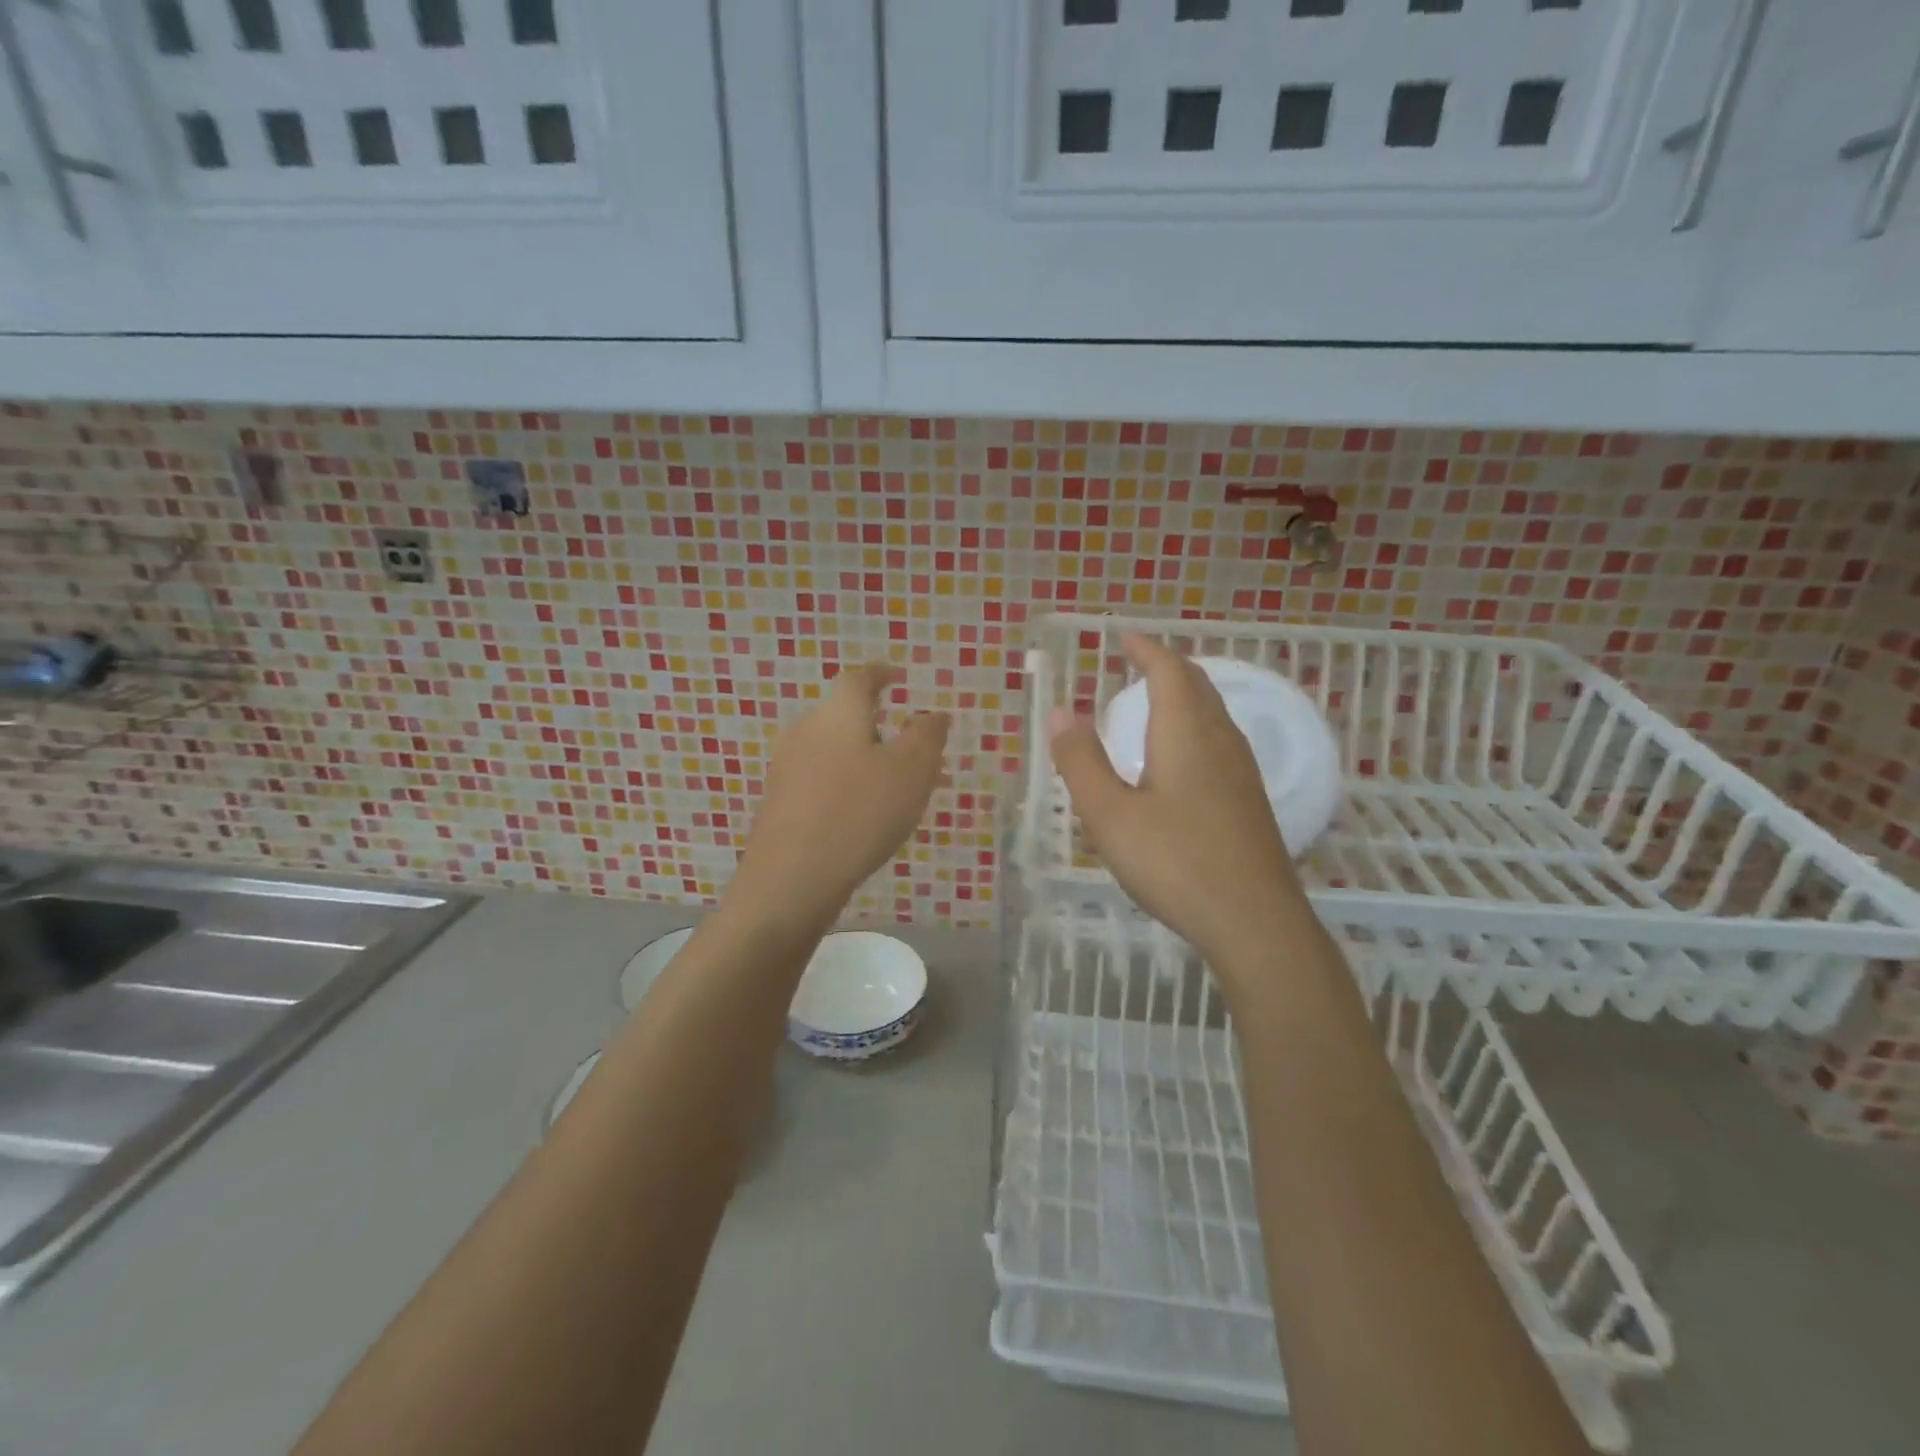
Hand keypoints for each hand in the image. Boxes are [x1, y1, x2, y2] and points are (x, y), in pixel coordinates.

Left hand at [730, 664, 948, 923]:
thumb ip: (927, 735)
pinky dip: (846, 782)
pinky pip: (821, 778)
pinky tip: (862, 812)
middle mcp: (805, 730)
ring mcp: (787, 767)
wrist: (791, 877)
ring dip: (864, 758)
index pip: (860, 678)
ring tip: (895, 785)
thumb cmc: (860, 812)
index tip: (897, 677)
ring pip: (834, 749)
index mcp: (838, 712)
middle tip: (911, 747)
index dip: (881, 674)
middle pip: (844, 714)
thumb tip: (932, 714)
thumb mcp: (912, 770)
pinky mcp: (780, 801)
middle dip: (879, 725)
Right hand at [1050, 634, 1308, 973]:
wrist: (1255, 921)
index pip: (1169, 671)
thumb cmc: (1175, 862)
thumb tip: (1060, 712)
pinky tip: (1184, 756)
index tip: (1124, 637)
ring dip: (1186, 694)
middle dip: (1167, 666)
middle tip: (1138, 661)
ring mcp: (1242, 771)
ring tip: (1157, 699)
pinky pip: (1221, 740)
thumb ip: (1081, 761)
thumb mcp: (1110, 815)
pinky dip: (1196, 724)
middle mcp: (1220, 740)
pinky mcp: (1250, 800)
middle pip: (1197, 685)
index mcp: (1185, 733)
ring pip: (1214, 713)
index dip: (1146, 649)